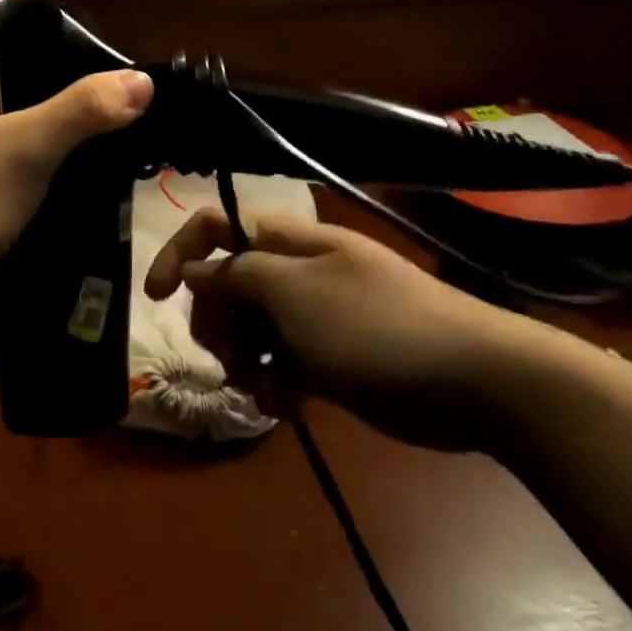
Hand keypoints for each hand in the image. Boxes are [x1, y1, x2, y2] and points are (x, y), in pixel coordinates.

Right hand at [146, 209, 550, 450]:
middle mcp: (298, 269)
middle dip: (218, 320)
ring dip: (245, 357)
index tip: (156, 297)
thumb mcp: (295, 295)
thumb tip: (195, 267)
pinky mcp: (335, 354)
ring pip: (254, 326)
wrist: (475, 380)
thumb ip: (237, 276)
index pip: (219, 226)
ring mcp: (318, 312)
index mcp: (289, 241)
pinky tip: (287, 404)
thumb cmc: (376, 327)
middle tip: (229, 357)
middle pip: (230, 282)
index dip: (182, 252)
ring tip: (262, 388)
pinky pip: (285, 359)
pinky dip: (277, 380)